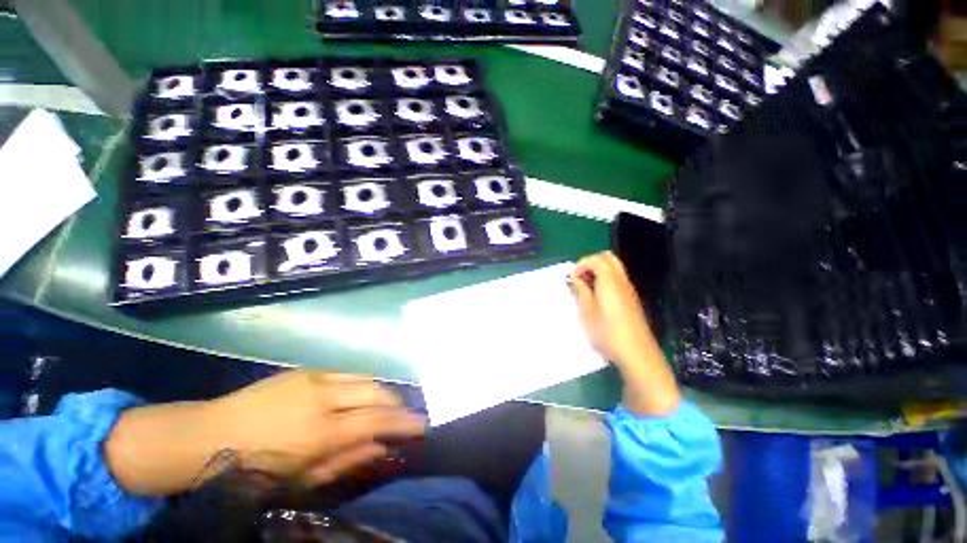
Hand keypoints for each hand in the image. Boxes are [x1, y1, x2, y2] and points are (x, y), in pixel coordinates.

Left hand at [106, 371, 425, 495]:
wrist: (211, 434)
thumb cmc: (255, 469)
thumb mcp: (302, 479)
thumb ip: (346, 461)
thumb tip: (381, 448)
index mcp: (322, 433)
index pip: (377, 422)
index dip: (404, 423)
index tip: (422, 425)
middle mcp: (325, 399)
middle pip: (377, 393)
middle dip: (396, 404)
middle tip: (401, 416)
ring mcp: (316, 379)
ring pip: (365, 379)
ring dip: (379, 392)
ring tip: (379, 405)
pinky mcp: (307, 370)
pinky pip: (346, 373)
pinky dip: (359, 384)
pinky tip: (354, 395)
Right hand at [571, 251, 657, 368]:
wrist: (636, 353)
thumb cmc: (607, 333)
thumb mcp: (586, 313)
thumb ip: (581, 291)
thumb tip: (577, 279)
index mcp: (610, 281)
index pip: (595, 259)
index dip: (581, 265)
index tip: (573, 280)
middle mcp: (621, 281)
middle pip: (607, 258)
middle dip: (591, 263)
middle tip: (580, 279)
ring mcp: (629, 289)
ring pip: (614, 267)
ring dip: (598, 271)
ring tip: (587, 288)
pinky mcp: (631, 299)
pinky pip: (618, 278)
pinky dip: (606, 279)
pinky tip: (598, 297)